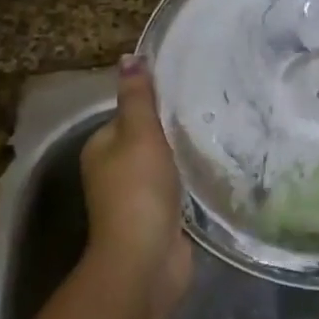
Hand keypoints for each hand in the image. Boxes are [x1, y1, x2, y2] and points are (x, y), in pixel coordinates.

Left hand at [80, 56, 191, 307]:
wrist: (145, 261)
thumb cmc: (138, 190)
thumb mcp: (139, 133)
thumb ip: (137, 97)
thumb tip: (128, 57)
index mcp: (100, 147)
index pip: (128, 113)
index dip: (155, 102)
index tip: (188, 89)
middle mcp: (112, 171)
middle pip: (146, 139)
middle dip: (172, 129)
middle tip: (210, 109)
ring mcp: (135, 198)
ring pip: (163, 165)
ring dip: (183, 155)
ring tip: (218, 134)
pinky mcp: (158, 218)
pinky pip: (176, 189)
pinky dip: (190, 180)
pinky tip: (214, 169)